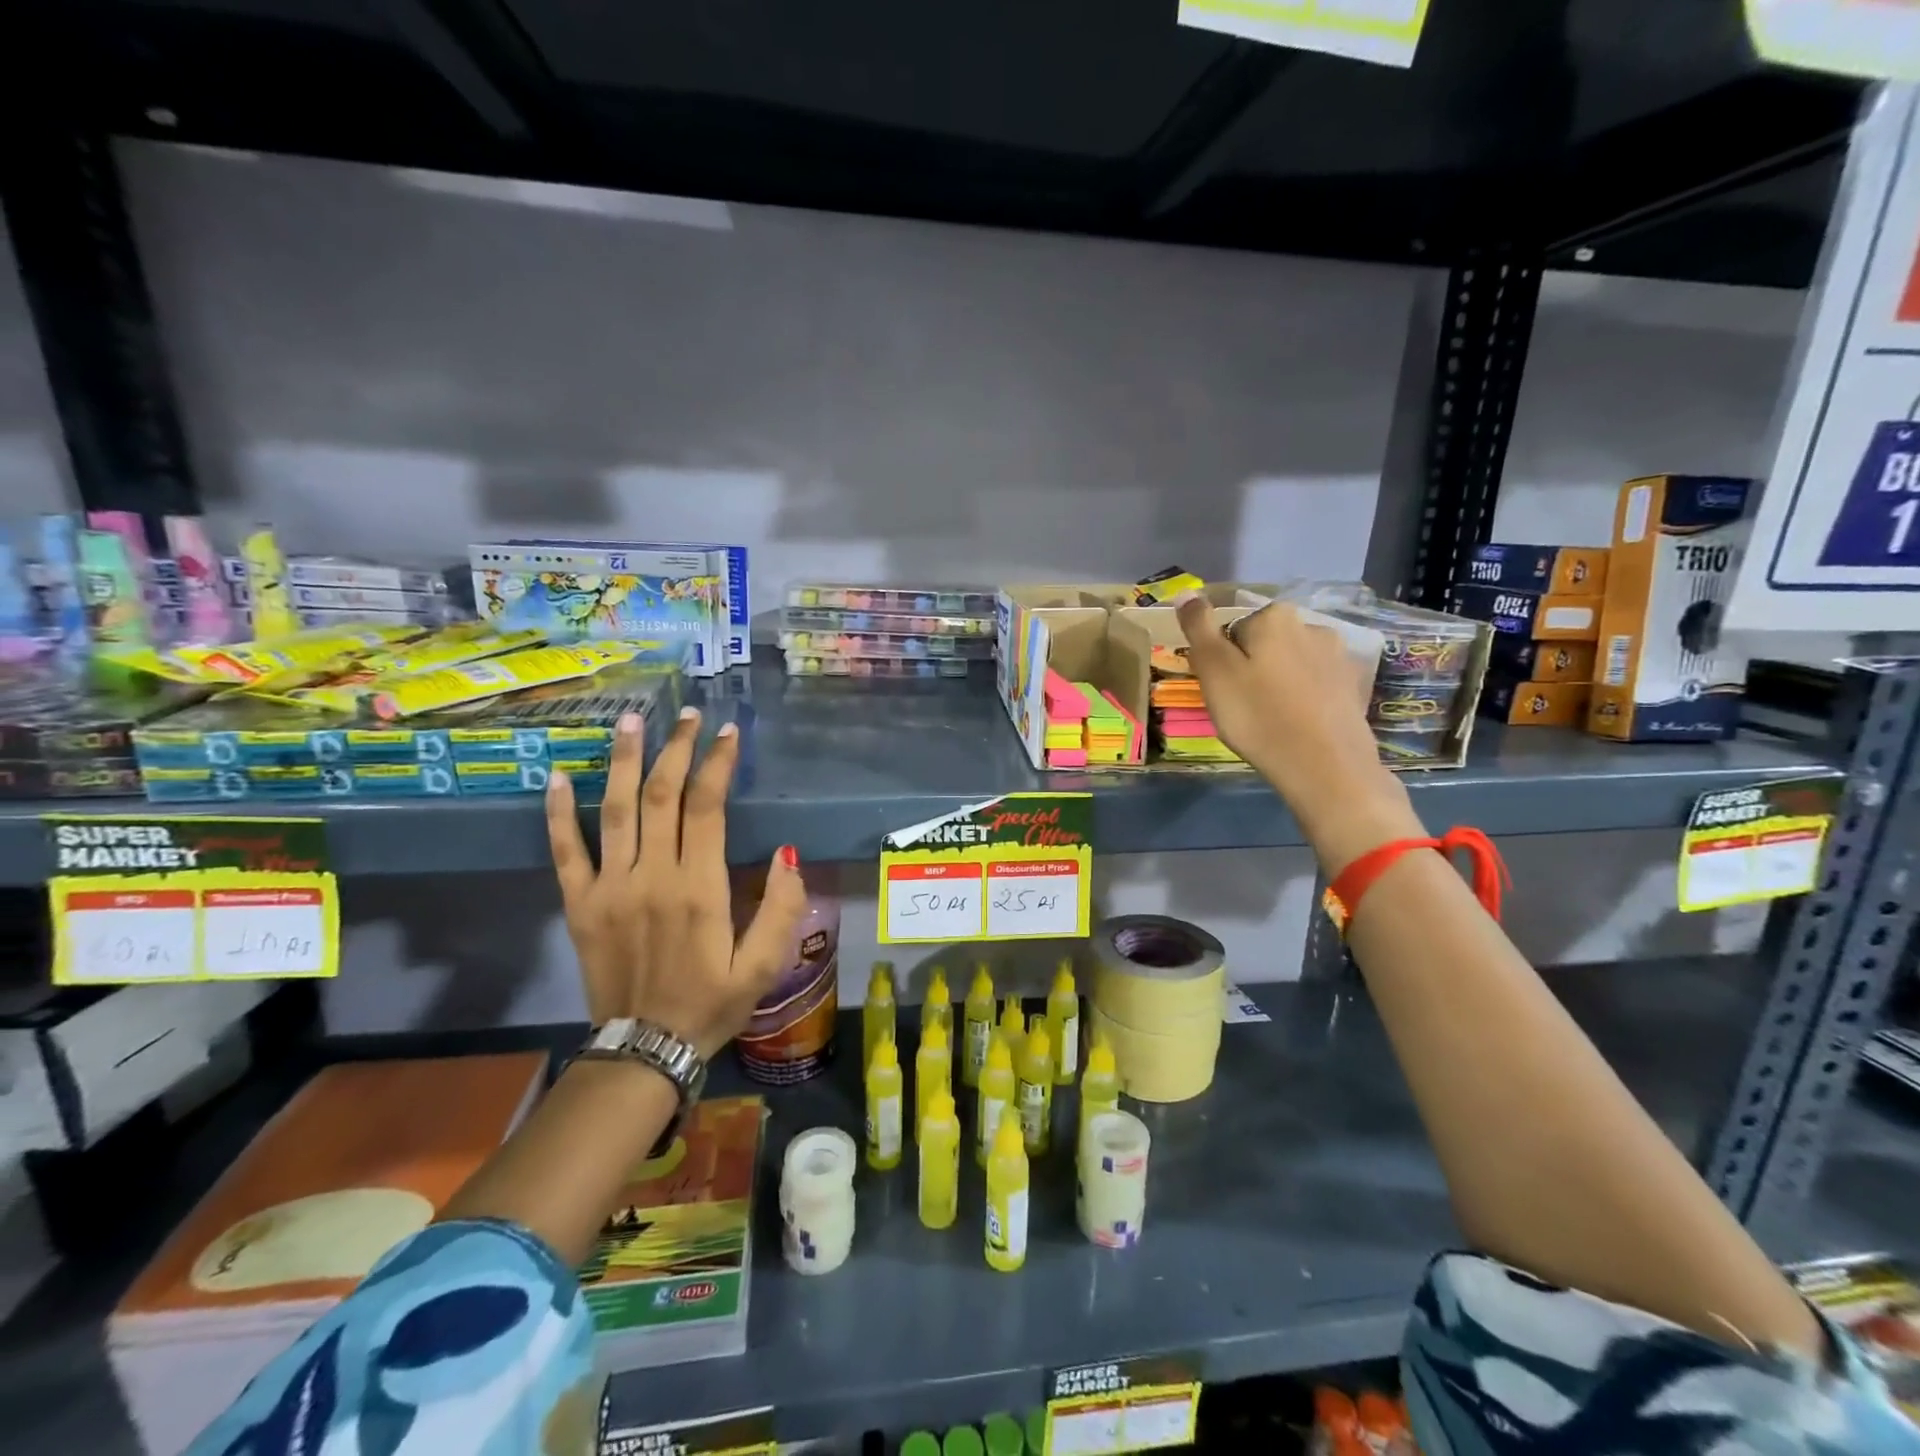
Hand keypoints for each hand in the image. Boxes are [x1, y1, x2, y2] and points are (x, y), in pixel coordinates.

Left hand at [545, 706, 807, 1058]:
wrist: (644, 1050)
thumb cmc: (711, 1003)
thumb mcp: (765, 965)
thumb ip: (782, 908)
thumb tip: (788, 854)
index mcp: (699, 889)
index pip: (706, 808)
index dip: (716, 764)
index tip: (727, 732)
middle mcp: (652, 877)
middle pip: (661, 796)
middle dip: (676, 749)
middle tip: (687, 714)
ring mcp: (609, 888)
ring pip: (615, 810)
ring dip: (624, 761)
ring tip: (631, 721)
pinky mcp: (579, 904)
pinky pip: (565, 850)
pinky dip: (558, 812)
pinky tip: (559, 775)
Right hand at [1174, 594, 1421, 869]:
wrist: (1325, 766)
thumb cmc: (1258, 716)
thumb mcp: (1214, 671)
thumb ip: (1198, 627)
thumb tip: (1187, 593)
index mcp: (1274, 616)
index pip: (1231, 630)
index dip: (1220, 661)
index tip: (1222, 691)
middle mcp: (1311, 624)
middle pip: (1263, 643)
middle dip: (1250, 668)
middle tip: (1241, 707)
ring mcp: (1337, 655)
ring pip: (1289, 663)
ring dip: (1276, 682)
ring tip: (1269, 718)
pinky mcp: (1352, 685)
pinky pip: (1312, 683)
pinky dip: (1300, 698)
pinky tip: (1296, 724)